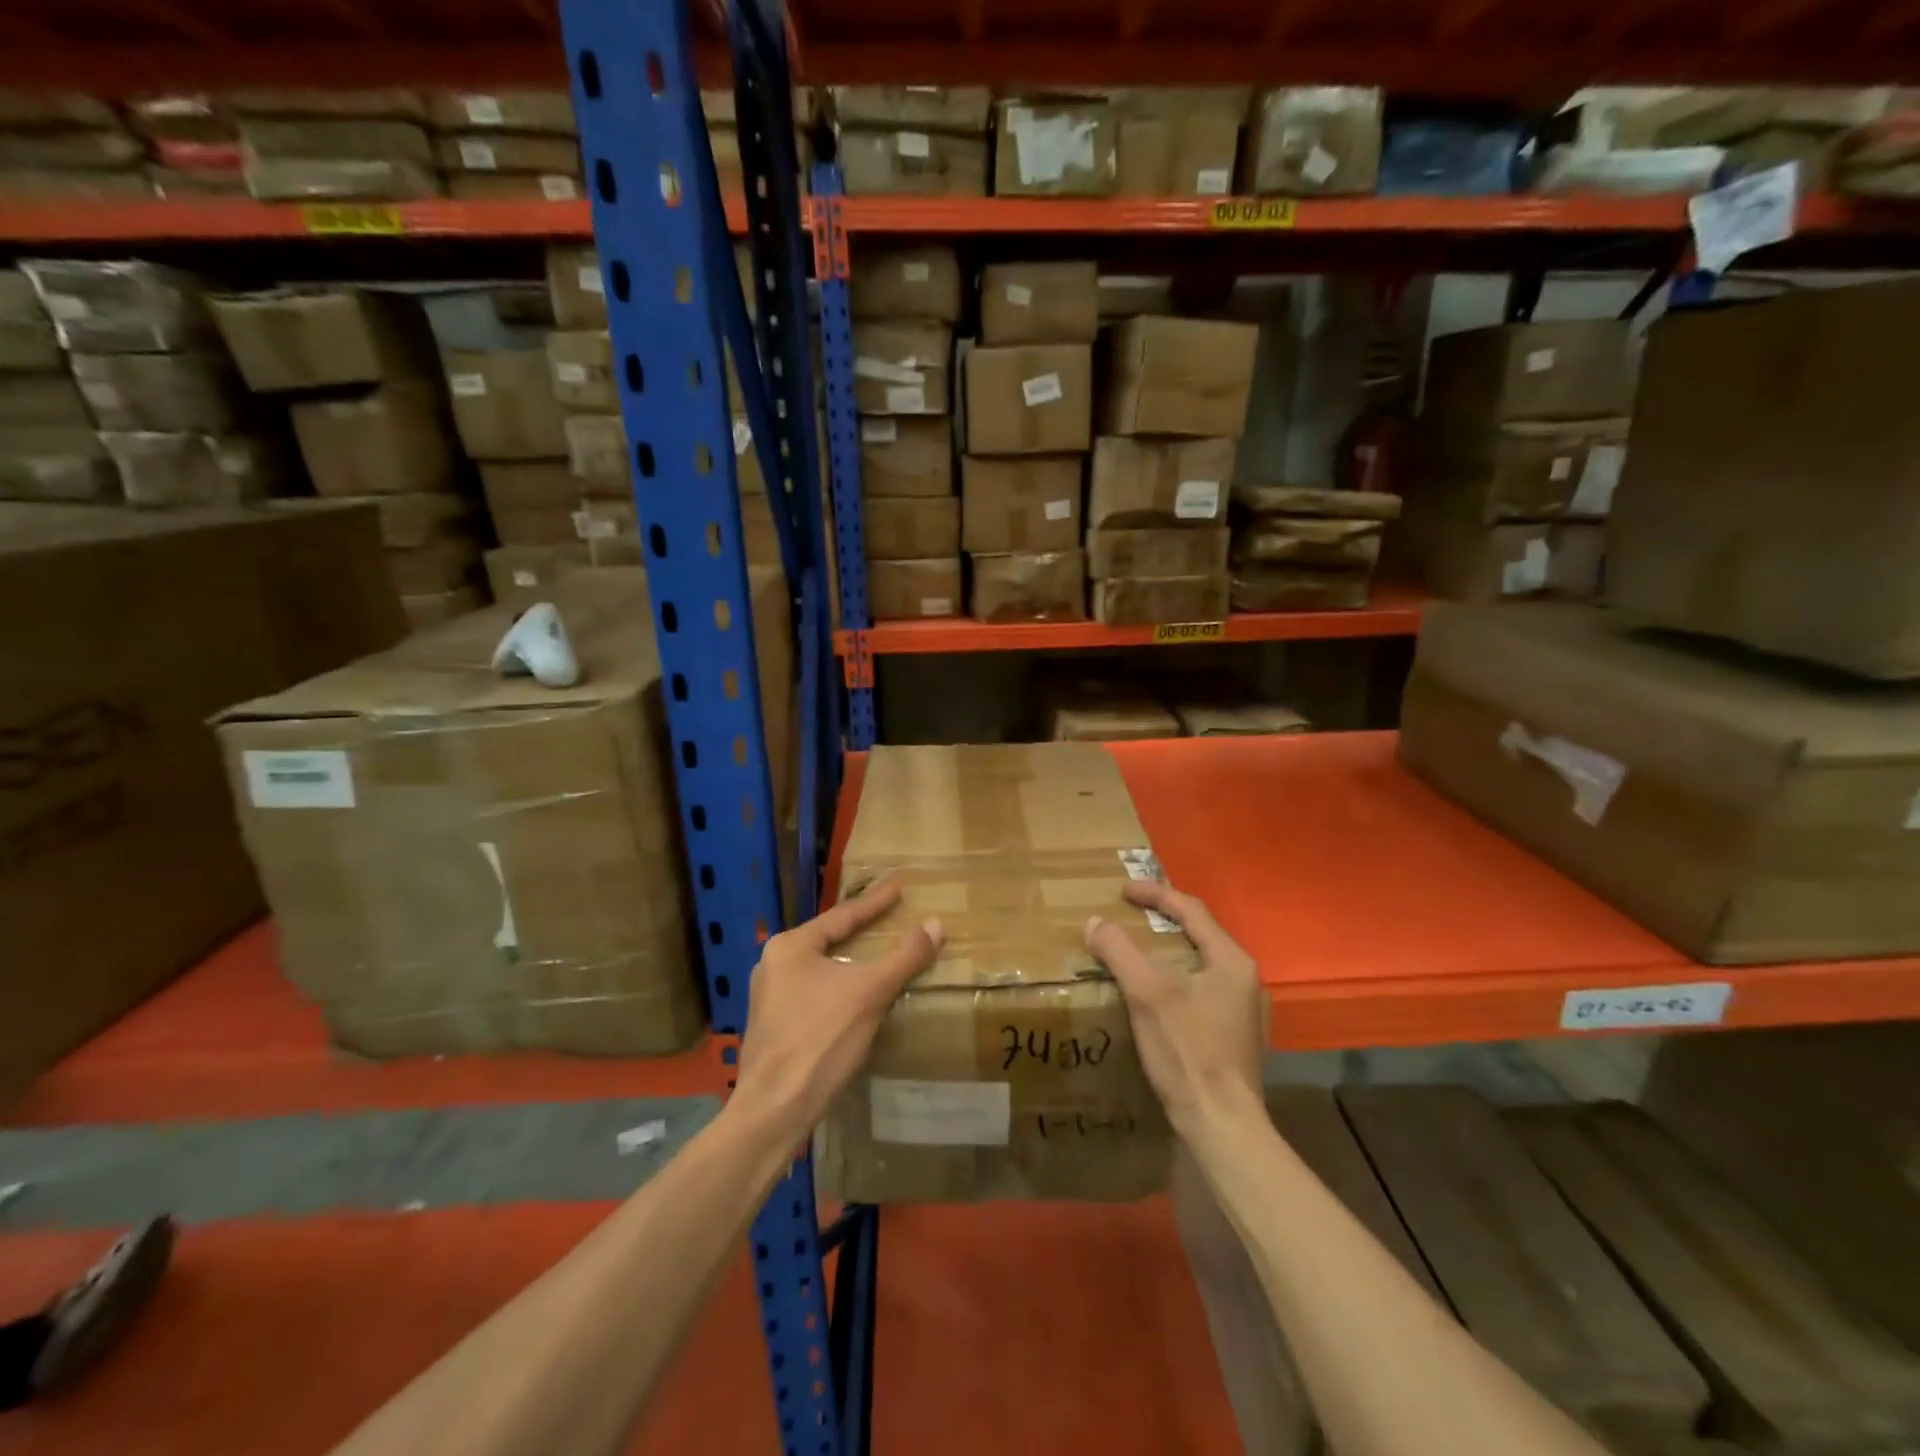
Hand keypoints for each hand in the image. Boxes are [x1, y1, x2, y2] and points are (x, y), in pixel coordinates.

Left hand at [732, 880, 941, 1136]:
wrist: (774, 1110)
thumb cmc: (821, 1039)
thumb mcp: (870, 993)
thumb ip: (904, 957)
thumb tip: (936, 924)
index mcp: (791, 946)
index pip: (842, 916)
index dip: (874, 903)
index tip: (897, 888)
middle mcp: (773, 964)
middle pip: (829, 940)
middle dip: (860, 932)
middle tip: (888, 918)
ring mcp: (770, 998)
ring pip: (821, 970)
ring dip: (851, 963)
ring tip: (876, 956)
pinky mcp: (774, 1027)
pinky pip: (815, 994)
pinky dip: (840, 988)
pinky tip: (856, 998)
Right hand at [1084, 880, 1264, 1138]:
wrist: (1222, 1125)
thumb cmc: (1188, 1052)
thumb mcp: (1148, 994)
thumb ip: (1120, 951)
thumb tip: (1095, 922)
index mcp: (1231, 961)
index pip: (1191, 909)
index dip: (1154, 894)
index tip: (1122, 891)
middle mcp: (1243, 979)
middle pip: (1198, 933)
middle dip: (1161, 919)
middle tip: (1128, 914)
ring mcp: (1242, 1009)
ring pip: (1198, 962)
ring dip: (1166, 949)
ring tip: (1135, 948)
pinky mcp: (1232, 1034)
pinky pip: (1198, 988)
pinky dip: (1173, 977)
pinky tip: (1152, 993)